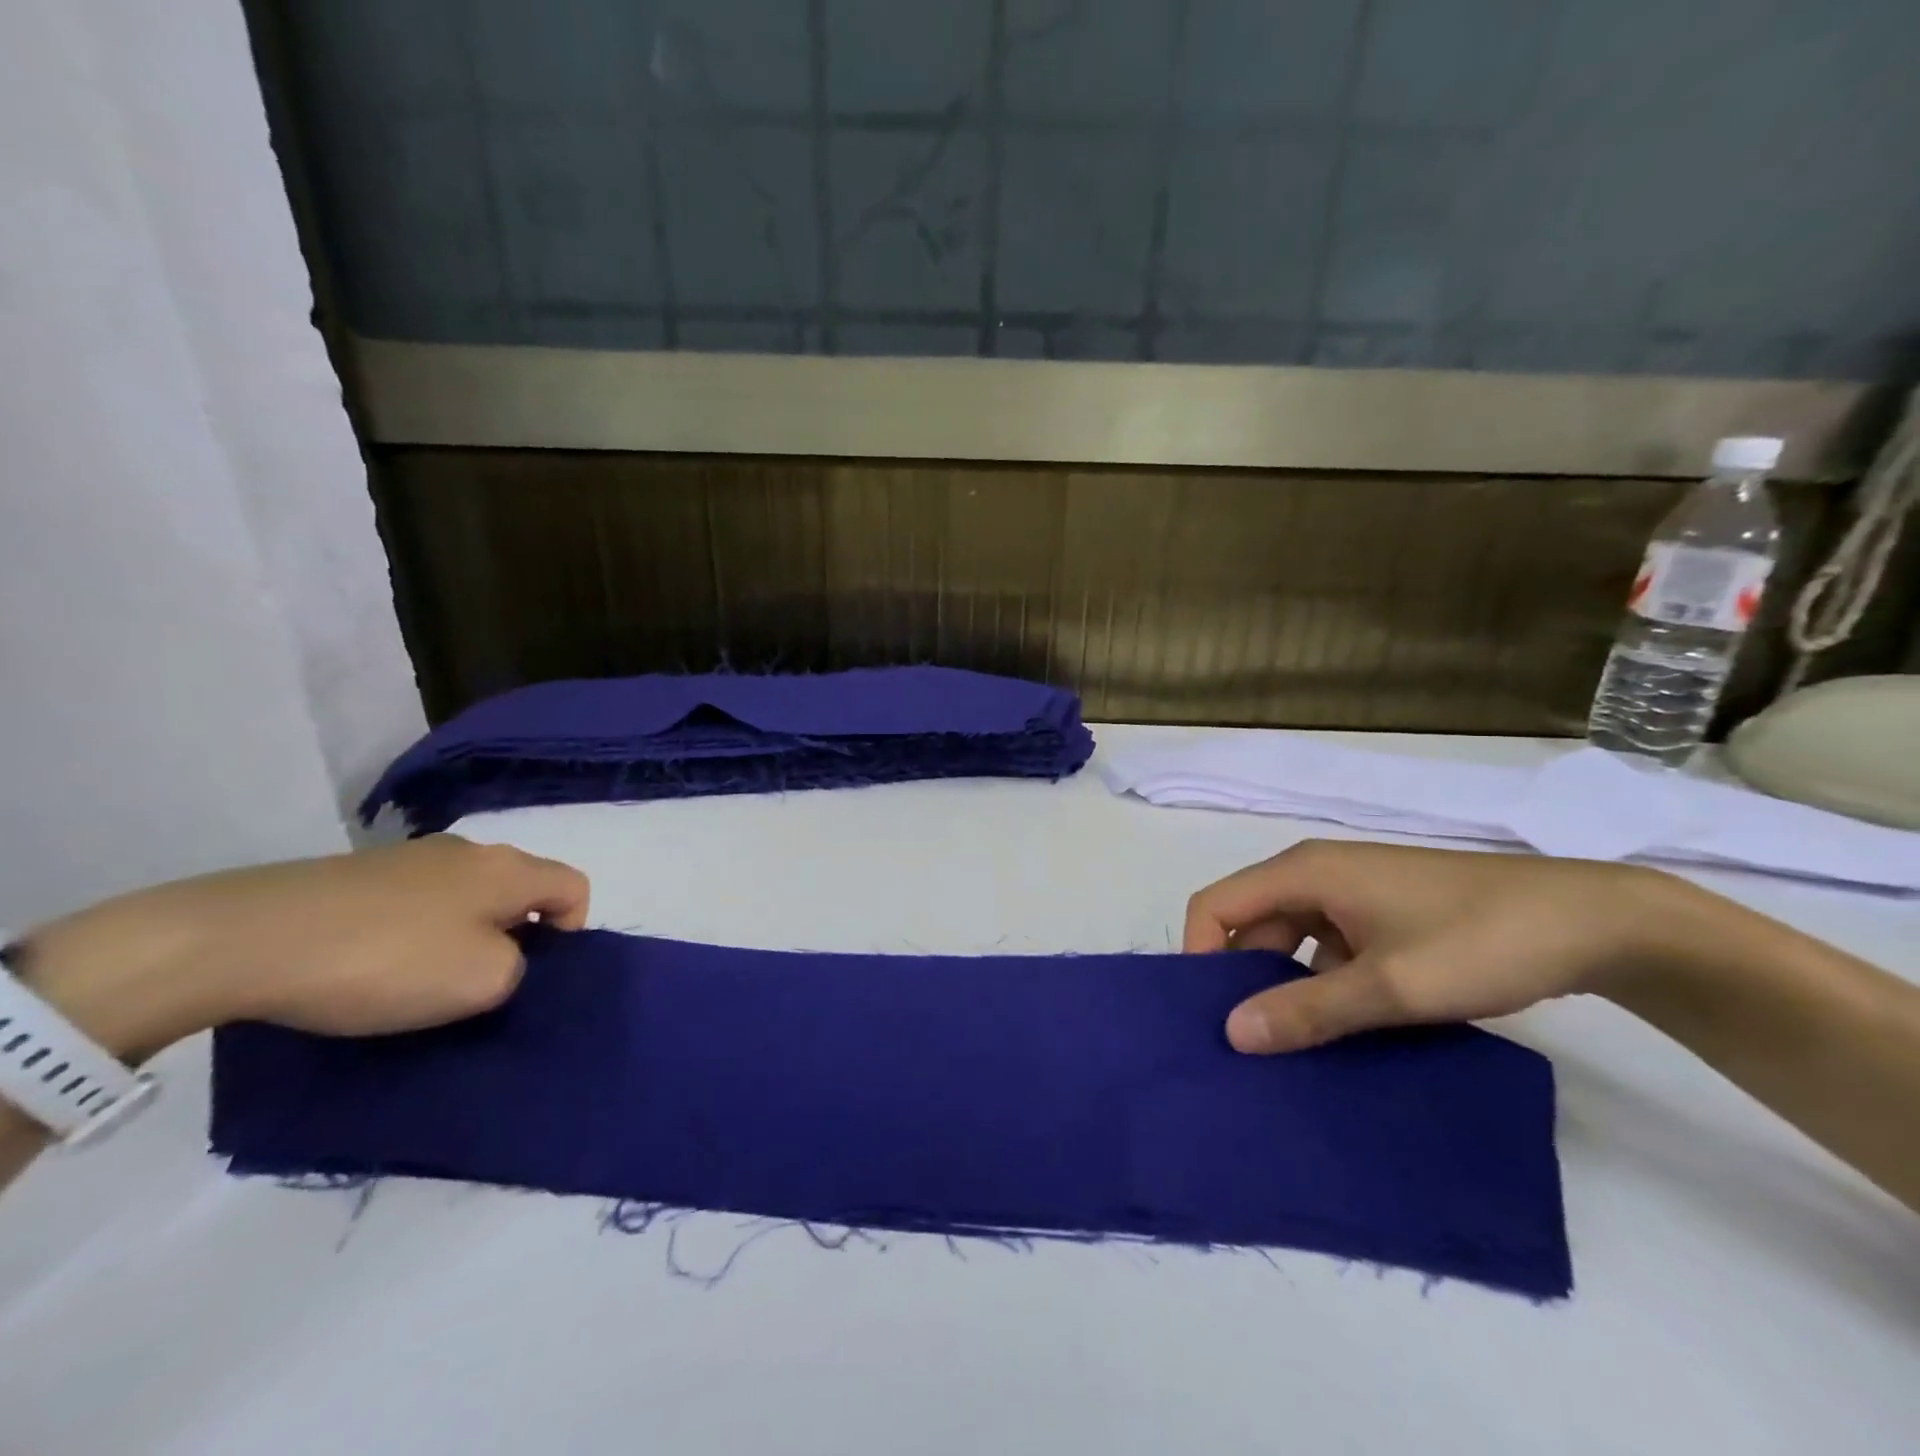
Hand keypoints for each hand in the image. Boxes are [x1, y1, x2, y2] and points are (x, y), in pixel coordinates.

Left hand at [14, 836, 590, 1058]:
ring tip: (421, 982)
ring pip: (466, 897)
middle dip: (515, 936)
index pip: (576, 887)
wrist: (241, 939)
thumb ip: (521, 969)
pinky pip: (415, 902)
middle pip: (521, 889)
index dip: (572, 932)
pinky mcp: (357, 874)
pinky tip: (374, 967)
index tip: (535, 974)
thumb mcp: (481, 982)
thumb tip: (506, 958)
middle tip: (481, 985)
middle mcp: (469, 851)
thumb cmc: (386, 959)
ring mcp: (409, 857)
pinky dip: (413, 934)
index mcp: (509, 868)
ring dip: (461, 936)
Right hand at [1184, 840, 1689, 1053]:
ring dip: (1288, 985)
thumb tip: (1232, 1034)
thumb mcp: (1389, 986)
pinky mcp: (1384, 912)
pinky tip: (1349, 1027)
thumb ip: (1307, 1010)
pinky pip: (1330, 946)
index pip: (1216, 904)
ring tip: (1299, 1043)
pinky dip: (1327, 983)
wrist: (1593, 922)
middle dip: (1244, 978)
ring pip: (1292, 938)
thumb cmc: (1478, 940)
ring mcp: (1353, 892)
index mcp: (1304, 872)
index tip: (1213, 1013)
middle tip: (1255, 1041)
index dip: (1200, 953)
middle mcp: (1318, 873)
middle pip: (1250, 921)